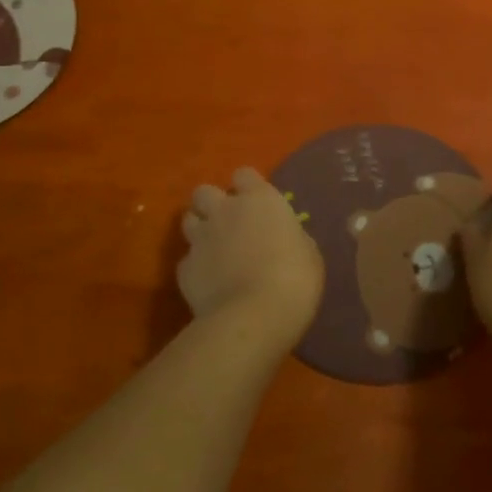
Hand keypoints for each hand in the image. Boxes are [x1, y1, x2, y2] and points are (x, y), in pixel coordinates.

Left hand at [178, 168, 323, 339]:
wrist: (254, 317)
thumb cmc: (295, 279)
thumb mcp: (308, 253)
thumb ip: (291, 236)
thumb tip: (284, 238)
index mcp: (259, 199)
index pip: (244, 174)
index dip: (248, 187)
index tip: (257, 204)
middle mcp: (224, 210)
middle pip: (205, 191)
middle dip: (213, 204)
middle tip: (229, 224)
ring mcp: (200, 238)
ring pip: (189, 220)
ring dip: (200, 230)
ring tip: (215, 250)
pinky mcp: (183, 269)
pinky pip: (187, 260)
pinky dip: (196, 267)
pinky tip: (209, 282)